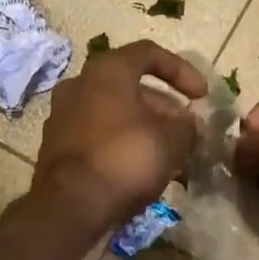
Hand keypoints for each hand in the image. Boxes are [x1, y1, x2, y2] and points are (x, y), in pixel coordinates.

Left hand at [31, 40, 207, 232]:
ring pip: (114, 111)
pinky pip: (98, 133)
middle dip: (164, 106)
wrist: (70, 206)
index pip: (149, 53)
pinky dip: (122, 141)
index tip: (202, 96)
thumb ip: (187, 125)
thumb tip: (189, 123)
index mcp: (107, 71)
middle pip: (130, 85)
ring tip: (170, 152)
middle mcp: (79, 84)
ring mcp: (62, 114)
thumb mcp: (172, 141)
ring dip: (144, 125)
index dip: (182, 71)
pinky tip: (141, 167)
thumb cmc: (125, 159)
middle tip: (186, 130)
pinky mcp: (56, 144)